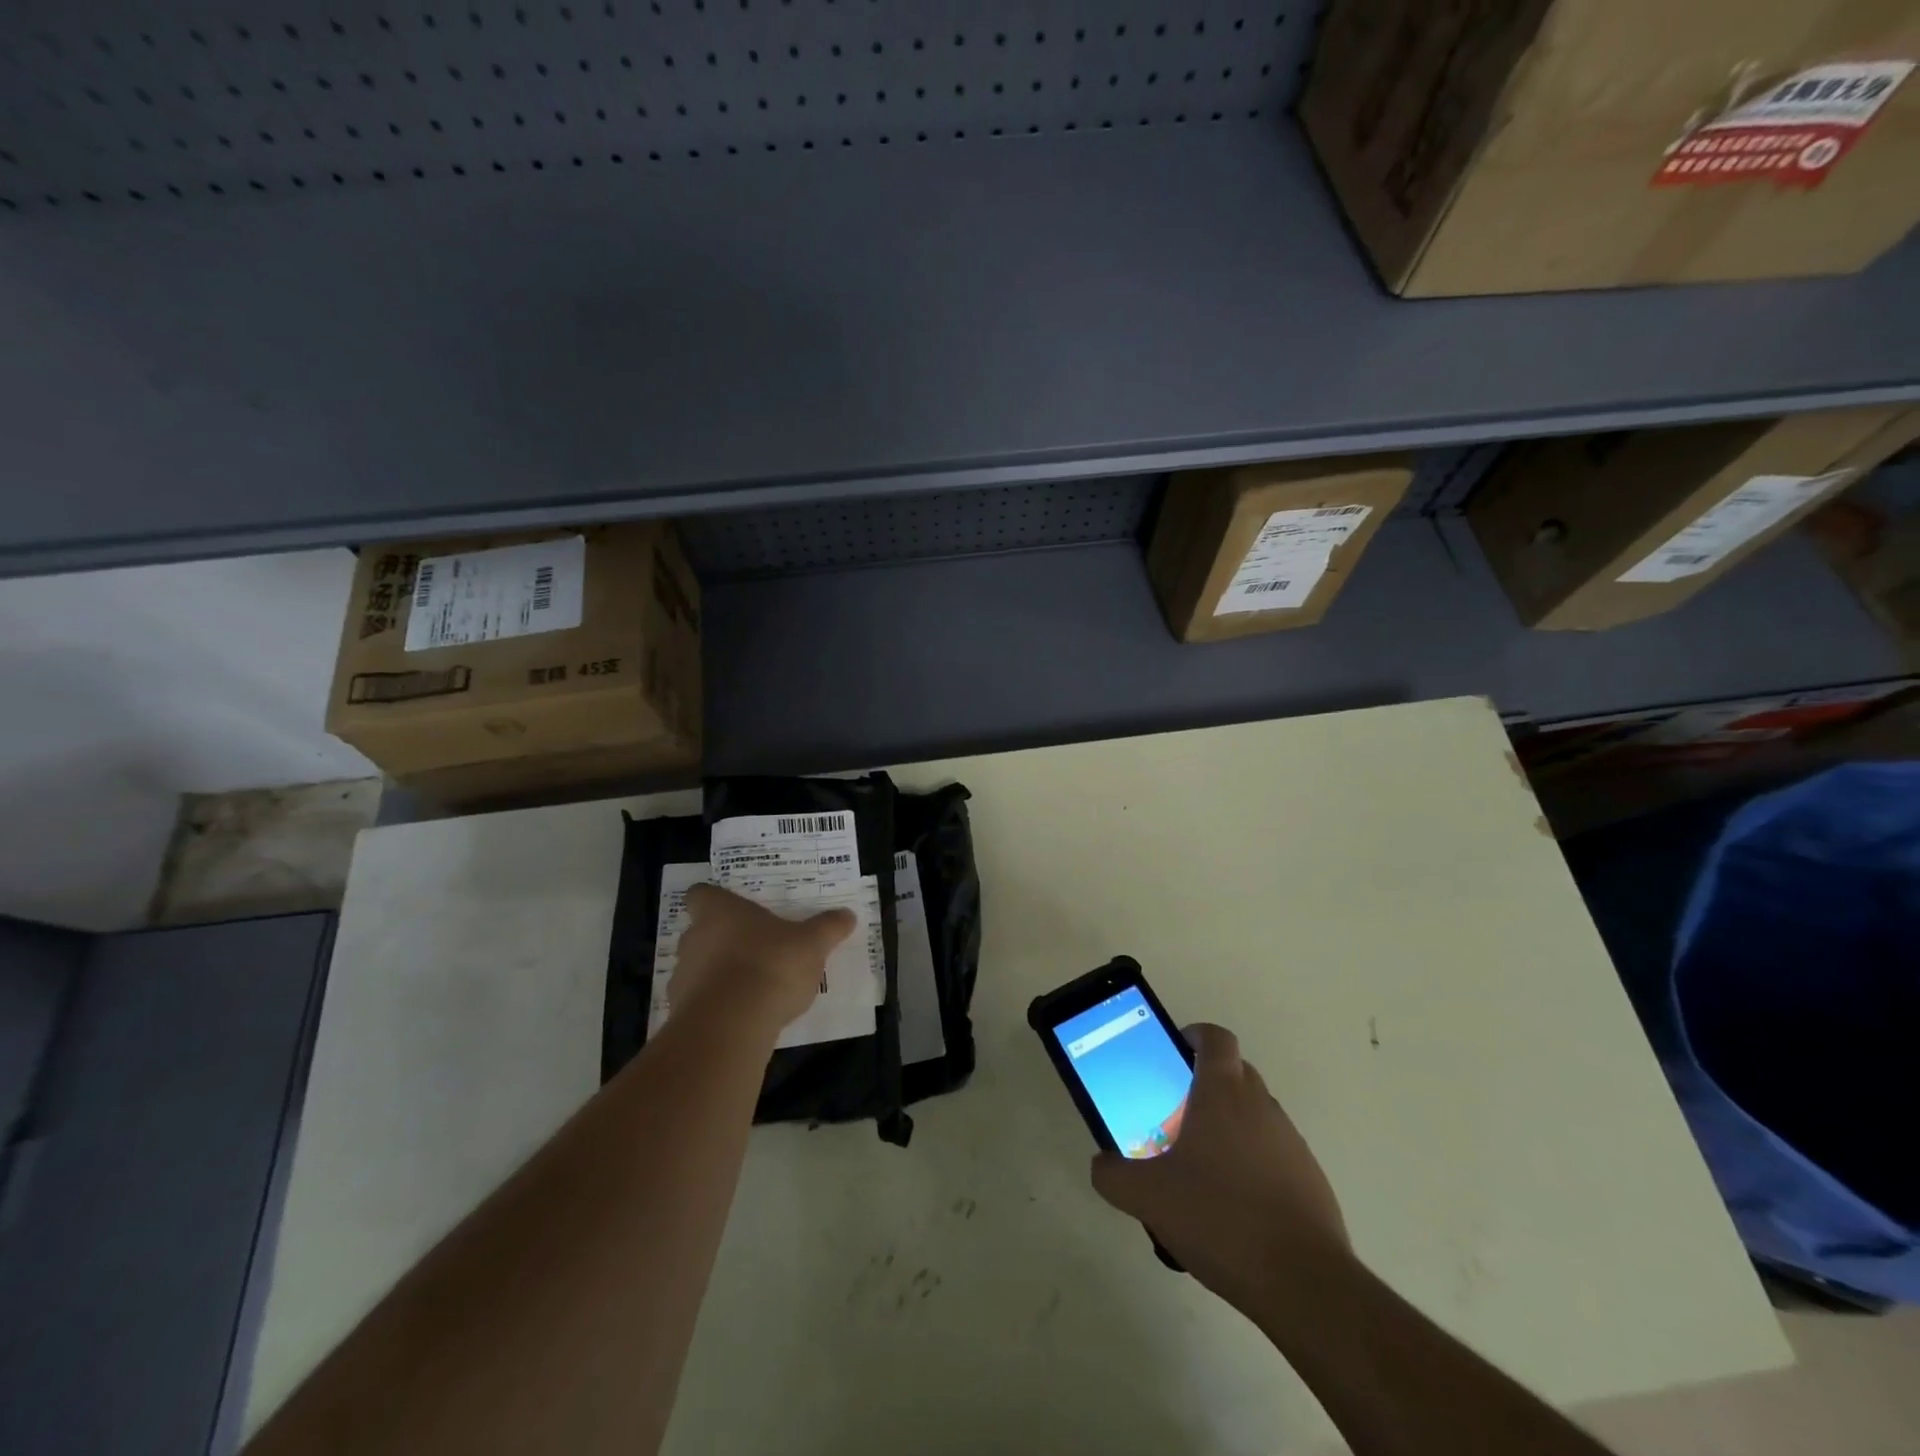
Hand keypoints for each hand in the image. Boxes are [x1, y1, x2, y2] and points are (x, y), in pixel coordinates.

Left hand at [671, 883, 856, 1033]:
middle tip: (754, 947)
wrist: (731, 1026)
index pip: (700, 894)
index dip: (712, 900)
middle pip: (700, 931)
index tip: (731, 908)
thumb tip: (847, 915)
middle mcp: (694, 938)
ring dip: (719, 974)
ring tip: (752, 986)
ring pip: (698, 967)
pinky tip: (743, 1015)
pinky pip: (700, 1001)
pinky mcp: (682, 1013)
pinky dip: (717, 1005)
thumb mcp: (812, 944)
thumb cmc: (770, 965)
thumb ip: (828, 927)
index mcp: (719, 911)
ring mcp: (682, 977)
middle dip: (722, 939)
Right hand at [1091, 1023, 1349, 1308]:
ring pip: (1254, 1113)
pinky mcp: (1311, 1178)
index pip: (1215, 1038)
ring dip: (1229, 1125)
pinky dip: (1252, 1162)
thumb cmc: (1219, 1218)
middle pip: (1234, 1071)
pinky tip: (1233, 1206)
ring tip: (1201, 1168)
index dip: (1194, 1036)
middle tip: (1175, 1115)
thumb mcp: (1147, 1198)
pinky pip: (1273, 1152)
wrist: (1303, 1284)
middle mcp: (1261, 1105)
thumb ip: (1113, 1175)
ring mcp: (1291, 1141)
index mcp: (1223, 1093)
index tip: (1173, 1054)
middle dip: (1205, 1083)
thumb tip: (1102, 1163)